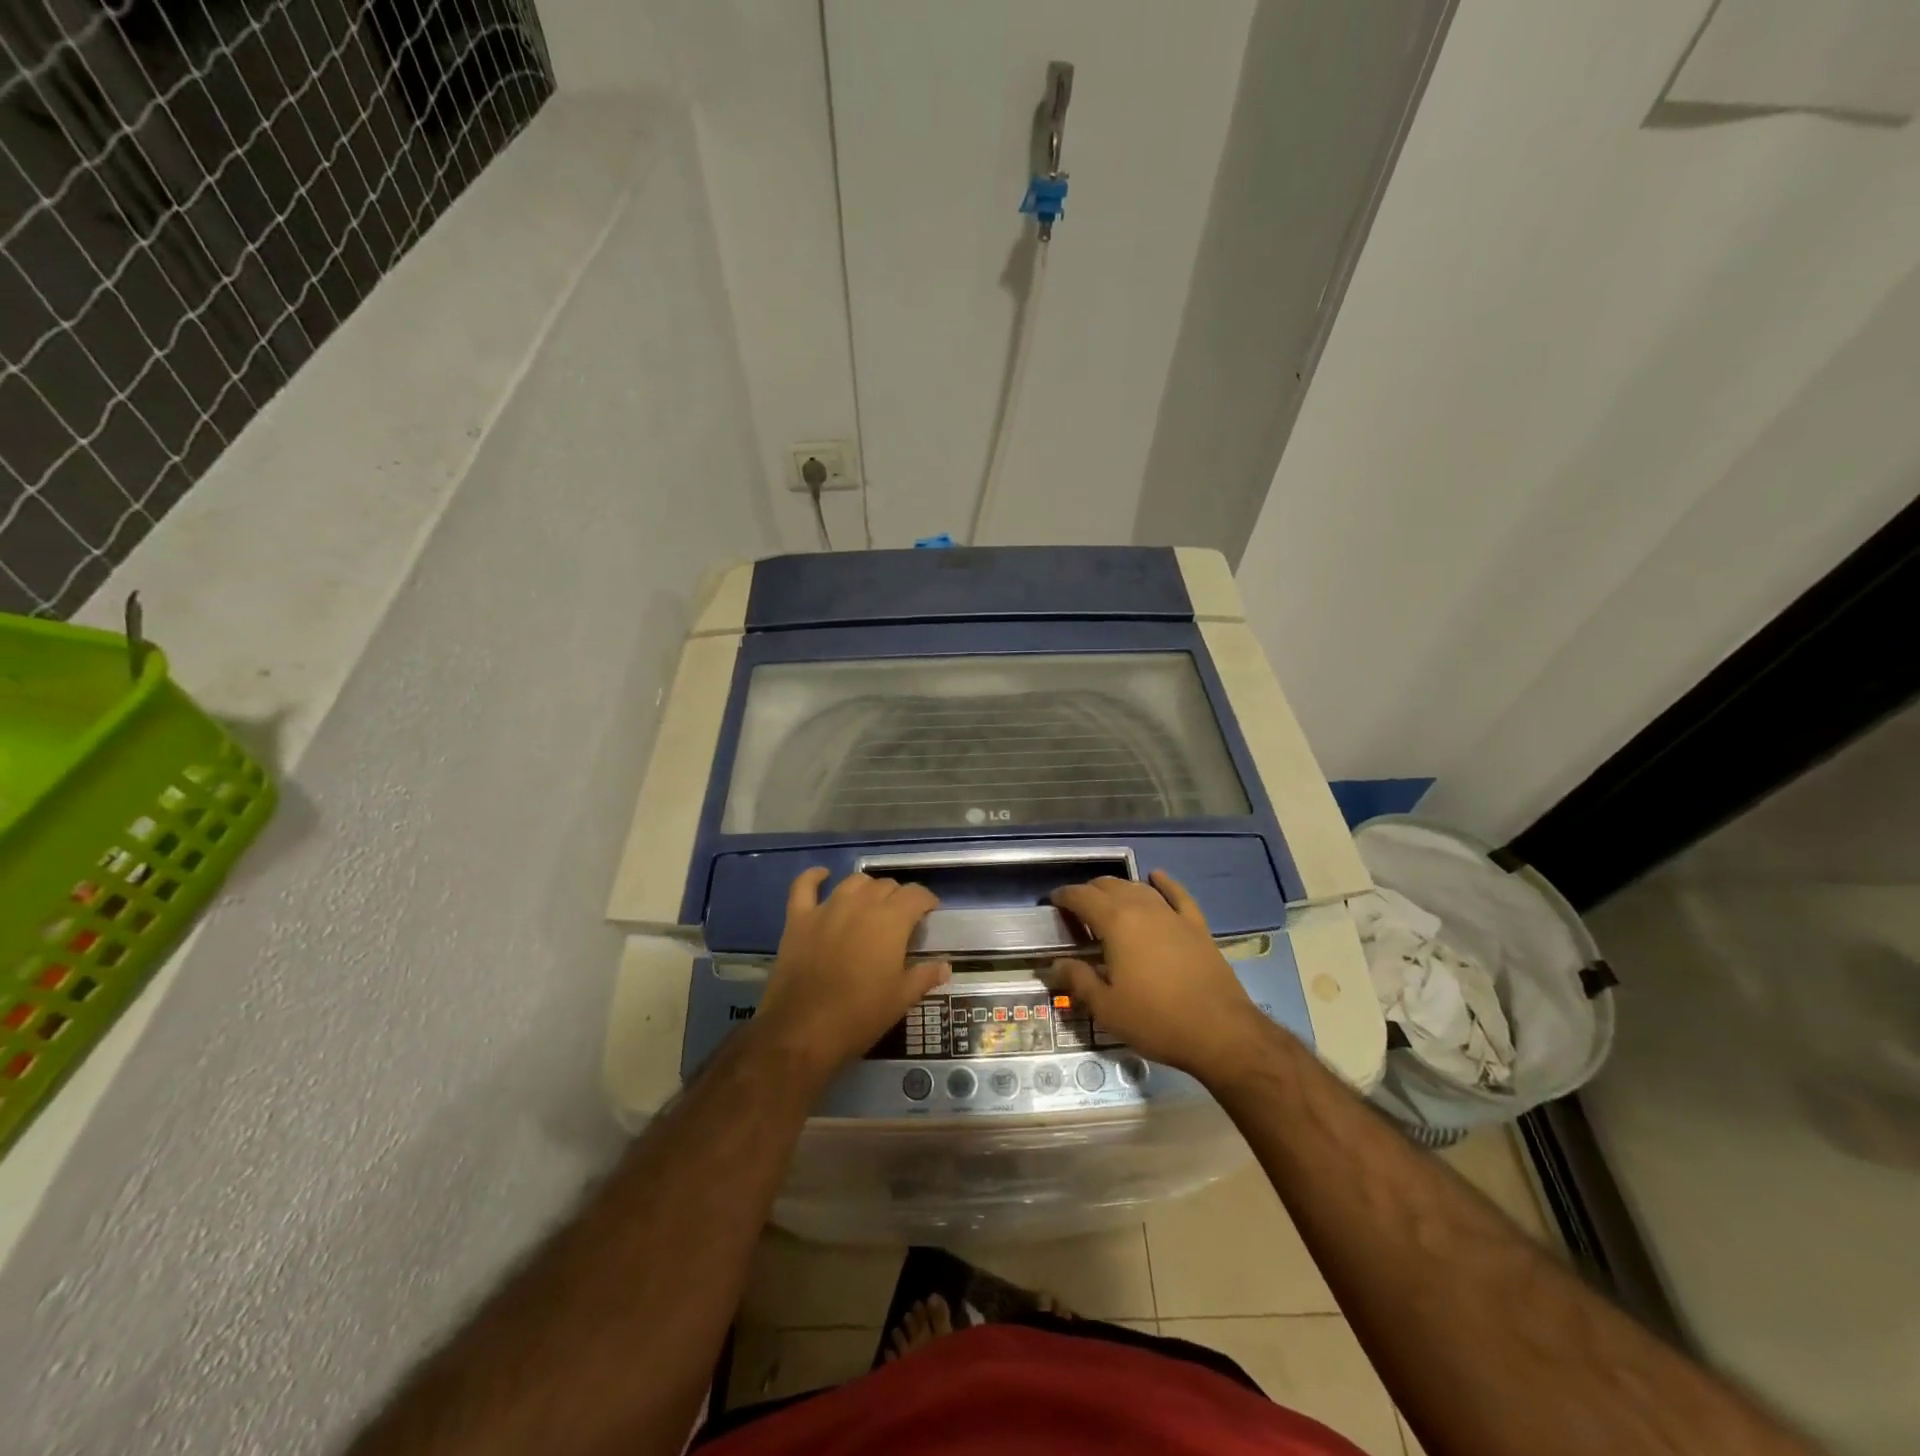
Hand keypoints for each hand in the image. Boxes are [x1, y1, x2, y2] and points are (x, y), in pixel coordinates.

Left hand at [754, 869, 950, 1080]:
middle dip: (898, 897)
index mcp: (890, 920)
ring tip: (871, 904)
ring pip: (853, 882)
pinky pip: (804, 886)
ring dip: (867, 889)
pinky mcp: (798, 919)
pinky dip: (814, 877)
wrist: (802, 1031)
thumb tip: (945, 966)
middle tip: (901, 919)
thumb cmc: (860, 1016)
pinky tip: (822, 875)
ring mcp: (827, 908)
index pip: (915, 895)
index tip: (930, 913)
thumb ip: (924, 976)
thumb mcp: (901, 1000)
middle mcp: (860, 904)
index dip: (926, 901)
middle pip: (886, 886)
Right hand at [1050, 871, 1273, 1077]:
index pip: (1082, 897)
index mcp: (1116, 923)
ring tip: (1107, 901)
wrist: (1220, 1032)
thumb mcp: (1106, 1007)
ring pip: (1139, 887)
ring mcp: (1172, 914)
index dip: (1064, 897)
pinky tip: (1156, 876)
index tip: (1052, 903)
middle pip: (1109, 886)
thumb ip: (1077, 980)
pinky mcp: (1196, 925)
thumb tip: (1054, 964)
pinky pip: (1177, 894)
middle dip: (1088, 892)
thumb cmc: (1155, 1020)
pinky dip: (1164, 882)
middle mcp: (1142, 908)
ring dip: (1118, 888)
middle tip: (1076, 911)